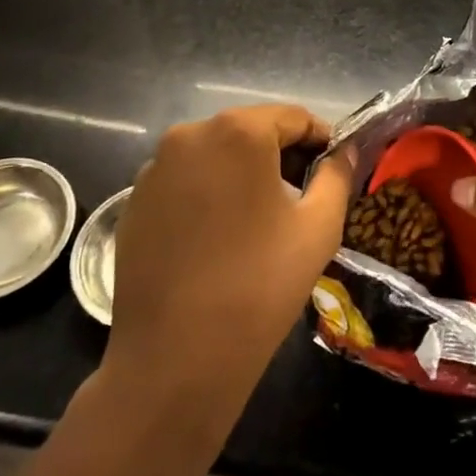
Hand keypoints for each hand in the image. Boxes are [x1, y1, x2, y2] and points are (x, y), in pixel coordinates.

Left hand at [104, 105, 354, 442]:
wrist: (176, 358)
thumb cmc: (260, 284)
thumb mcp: (319, 227)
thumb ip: (337, 175)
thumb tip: (344, 151)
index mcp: (238, 131)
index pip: (294, 117)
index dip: (321, 140)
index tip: (335, 171)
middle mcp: (190, 135)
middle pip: (250, 132)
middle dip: (281, 156)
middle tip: (302, 198)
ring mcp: (154, 169)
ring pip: (215, 157)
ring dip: (242, 175)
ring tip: (260, 222)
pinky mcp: (132, 203)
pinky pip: (184, 183)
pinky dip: (208, 195)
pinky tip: (219, 239)